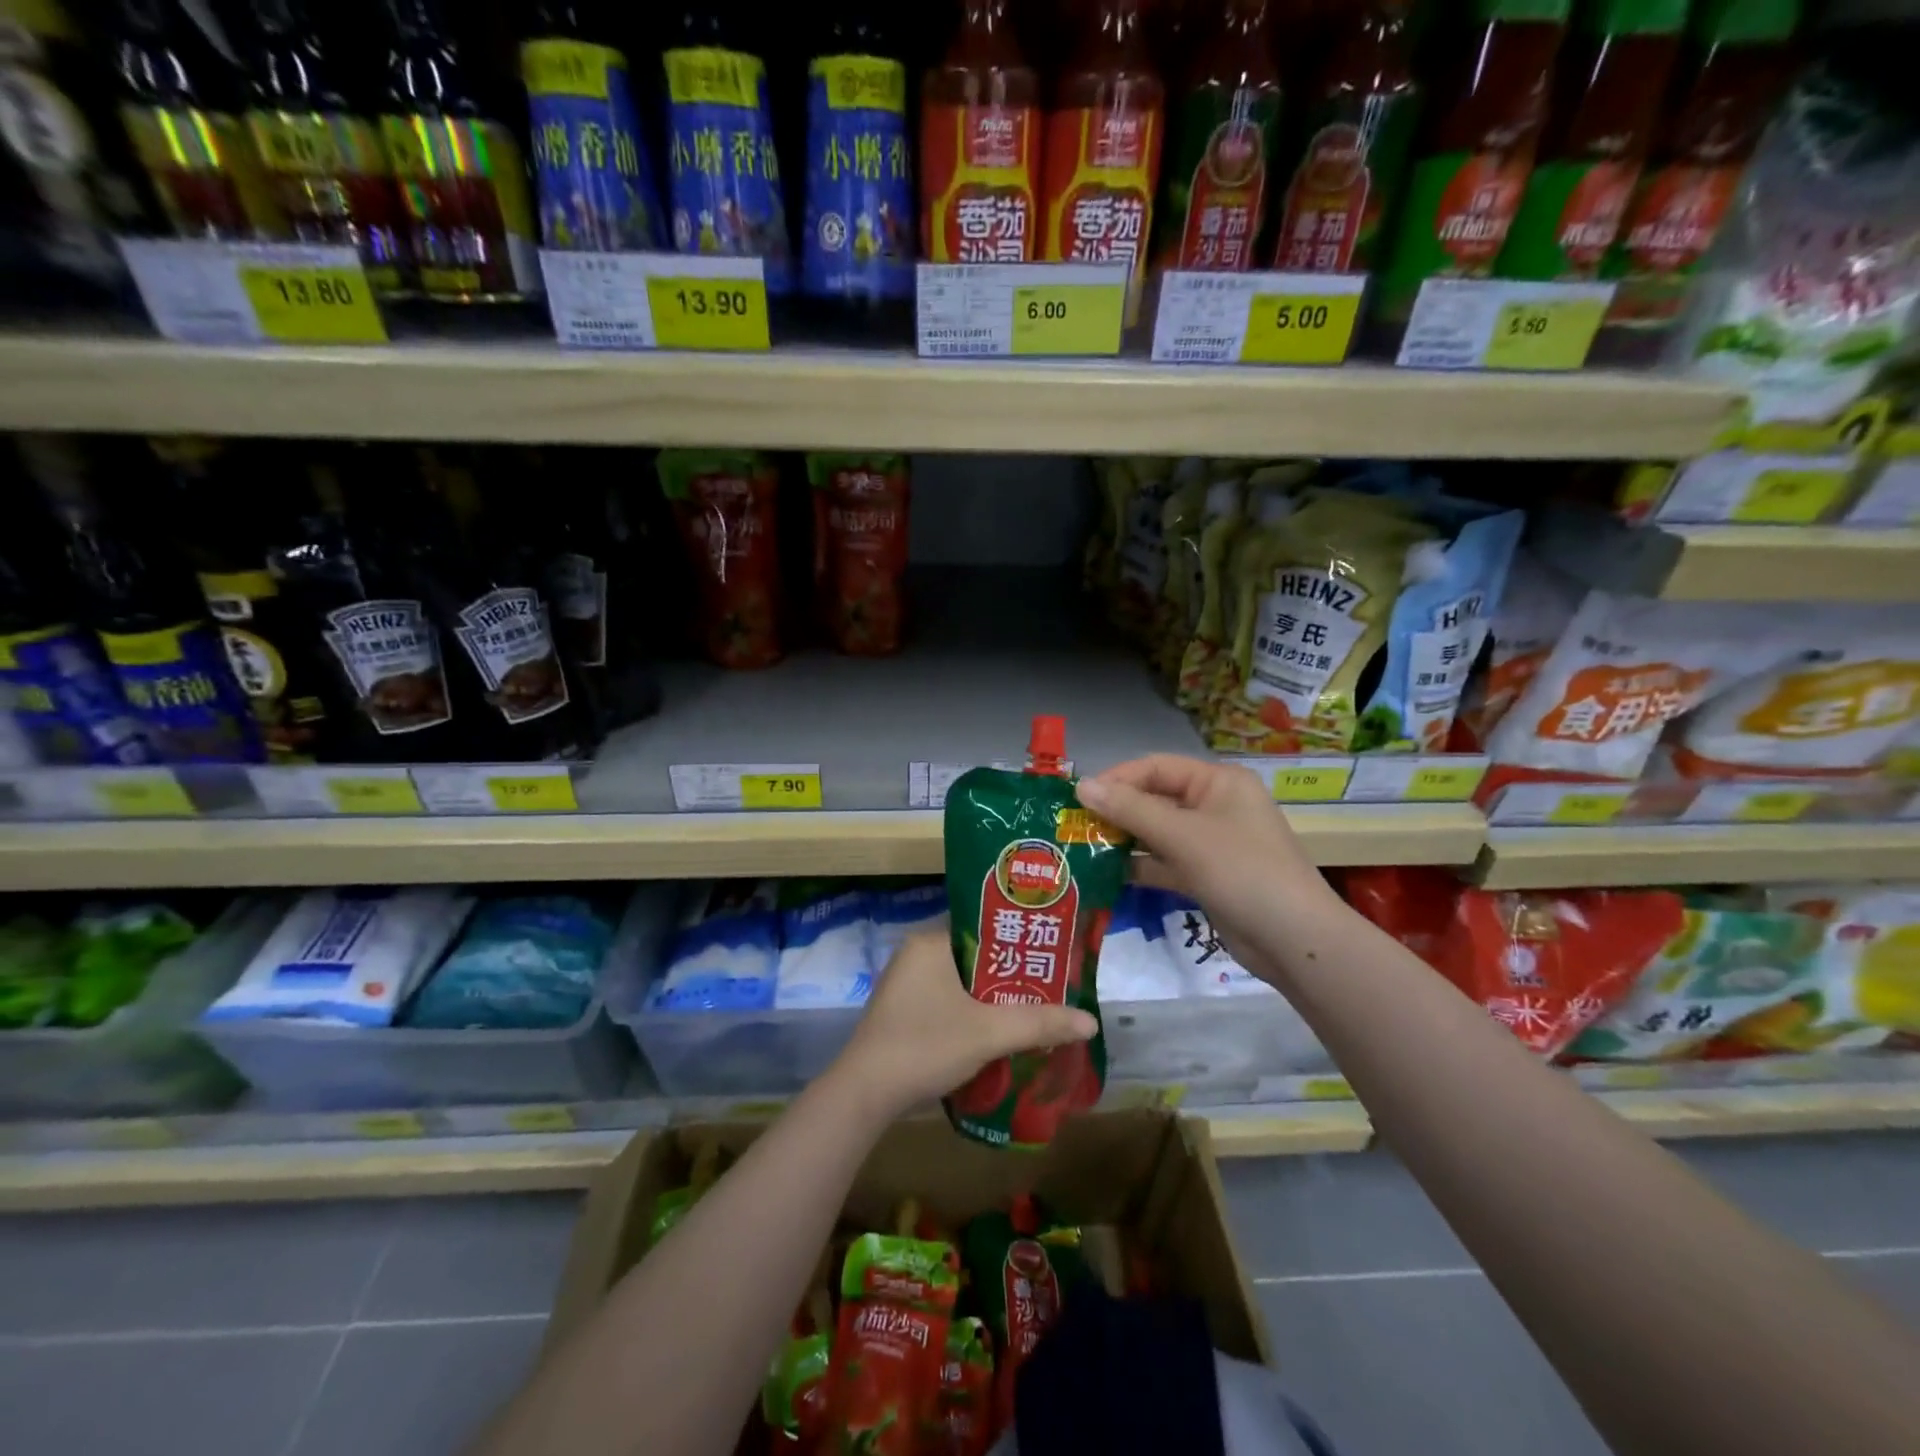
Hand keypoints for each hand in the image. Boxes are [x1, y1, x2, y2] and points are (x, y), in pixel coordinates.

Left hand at [827, 933, 1096, 1121]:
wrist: (865, 1094)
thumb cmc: (925, 1045)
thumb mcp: (988, 1032)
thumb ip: (1040, 1023)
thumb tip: (1091, 1022)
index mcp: (931, 941)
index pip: (985, 925)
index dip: (1021, 938)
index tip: (1052, 952)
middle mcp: (916, 953)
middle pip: (977, 955)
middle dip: (1012, 972)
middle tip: (1051, 984)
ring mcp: (907, 983)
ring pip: (963, 981)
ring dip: (994, 996)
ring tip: (1034, 1006)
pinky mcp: (903, 1010)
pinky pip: (948, 999)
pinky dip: (973, 1011)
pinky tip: (998, 1030)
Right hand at [1076, 755, 1339, 958]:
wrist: (1294, 941)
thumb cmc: (1241, 872)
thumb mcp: (1183, 836)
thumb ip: (1130, 810)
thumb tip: (1081, 786)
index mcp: (1217, 782)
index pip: (1156, 767)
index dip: (1116, 779)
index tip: (1078, 800)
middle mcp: (1214, 805)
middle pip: (1154, 799)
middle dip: (1116, 812)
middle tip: (1074, 827)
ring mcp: (1211, 843)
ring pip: (1157, 833)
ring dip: (1123, 841)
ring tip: (1082, 850)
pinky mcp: (1206, 876)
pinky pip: (1164, 863)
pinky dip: (1139, 867)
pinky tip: (1106, 875)